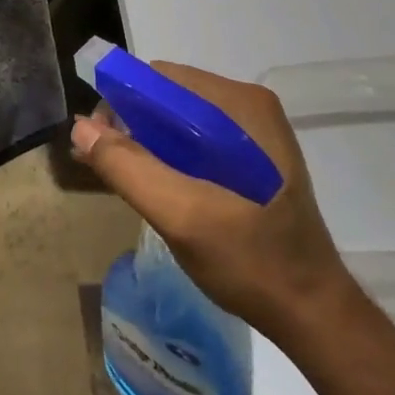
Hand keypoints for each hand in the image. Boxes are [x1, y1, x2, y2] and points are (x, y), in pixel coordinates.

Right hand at [70, 63, 360, 341]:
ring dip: (144, 144)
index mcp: (239, 106)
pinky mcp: (251, 158)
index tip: (96, 141)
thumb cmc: (252, 262)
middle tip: (103, 166)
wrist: (313, 315)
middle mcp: (246, 107)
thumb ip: (128, 168)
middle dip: (129, 126)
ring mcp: (252, 133)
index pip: (159, 79)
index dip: (119, 103)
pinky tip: (152, 188)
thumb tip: (80, 128)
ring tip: (122, 180)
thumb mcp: (182, 215)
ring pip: (176, 122)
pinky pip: (193, 142)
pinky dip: (166, 158)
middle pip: (166, 99)